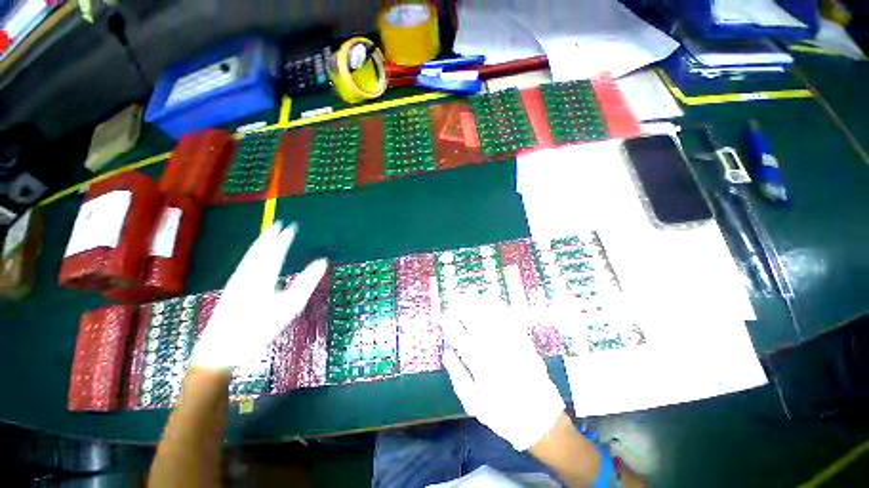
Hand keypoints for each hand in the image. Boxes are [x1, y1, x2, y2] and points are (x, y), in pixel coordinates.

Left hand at [190, 222, 327, 370]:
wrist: (220, 349)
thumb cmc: (259, 328)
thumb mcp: (289, 306)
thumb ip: (307, 282)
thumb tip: (322, 262)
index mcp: (263, 275)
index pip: (277, 250)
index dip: (285, 238)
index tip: (292, 226)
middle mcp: (248, 273)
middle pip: (259, 249)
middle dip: (268, 235)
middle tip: (277, 224)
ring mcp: (236, 281)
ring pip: (249, 256)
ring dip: (259, 243)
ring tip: (265, 235)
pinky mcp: (230, 290)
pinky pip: (243, 263)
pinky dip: (251, 254)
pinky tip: (251, 258)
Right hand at [441, 293, 564, 451]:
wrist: (540, 421)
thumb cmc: (502, 415)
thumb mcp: (474, 403)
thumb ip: (458, 377)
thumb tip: (447, 353)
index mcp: (481, 367)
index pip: (461, 339)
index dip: (451, 325)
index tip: (444, 315)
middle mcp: (496, 353)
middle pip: (477, 325)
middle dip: (464, 309)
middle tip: (456, 298)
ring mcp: (512, 347)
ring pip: (494, 320)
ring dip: (481, 305)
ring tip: (472, 294)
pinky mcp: (526, 345)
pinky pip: (513, 323)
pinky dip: (503, 310)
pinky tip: (496, 301)